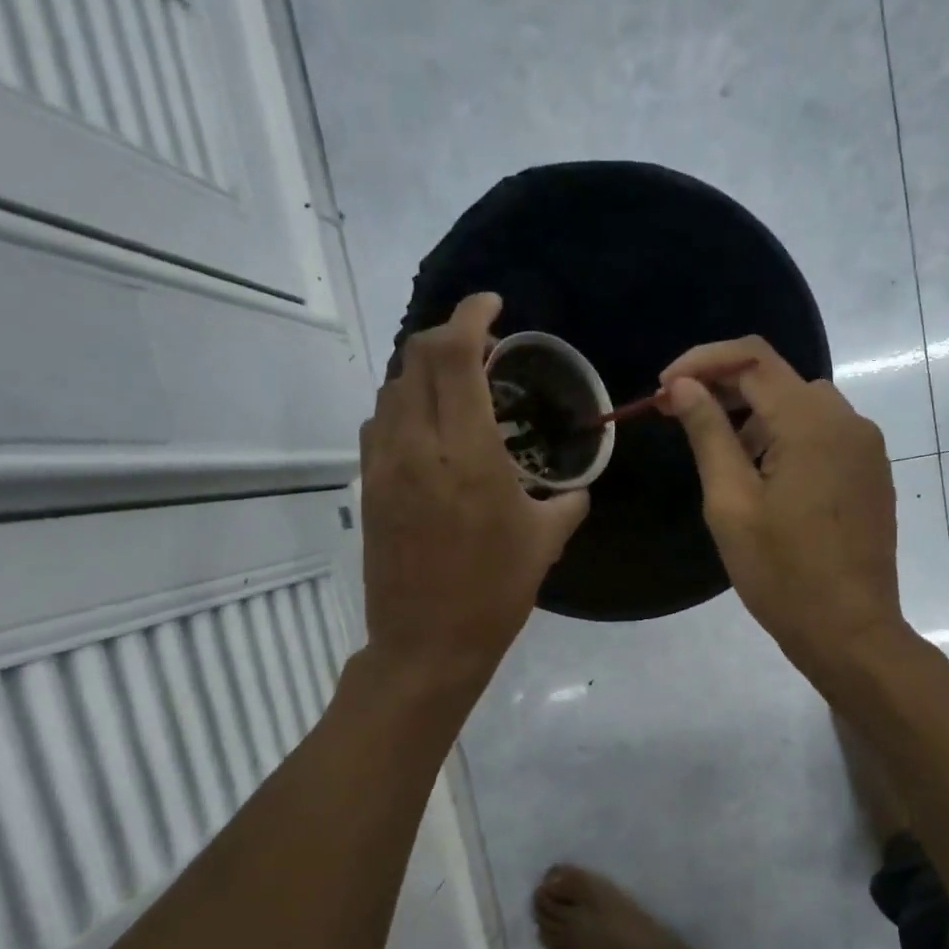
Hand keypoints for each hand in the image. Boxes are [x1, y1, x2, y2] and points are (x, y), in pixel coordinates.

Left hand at [358, 294, 588, 696]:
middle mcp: (416, 444)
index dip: (470, 315)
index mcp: (466, 452)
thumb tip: (578, 487)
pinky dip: (406, 404)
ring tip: (459, 384)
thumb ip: (568, 502)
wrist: (427, 642)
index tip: (494, 306)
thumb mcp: (545, 542)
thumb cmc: (494, 592)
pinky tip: (431, 426)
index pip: (453, 354)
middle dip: (449, 334)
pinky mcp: (370, 486)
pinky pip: (381, 421)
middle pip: (416, 356)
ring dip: (424, 370)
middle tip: (483, 344)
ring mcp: (384, 464)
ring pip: (393, 387)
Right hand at [659, 337, 909, 679]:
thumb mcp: (731, 503)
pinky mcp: (871, 473)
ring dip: (757, 417)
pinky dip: (788, 438)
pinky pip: (824, 435)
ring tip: (725, 461)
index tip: (663, 389)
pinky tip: (768, 480)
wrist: (850, 631)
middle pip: (779, 378)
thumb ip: (708, 434)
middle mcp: (848, 421)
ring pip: (802, 406)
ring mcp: (866, 448)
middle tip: (680, 419)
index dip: (702, 362)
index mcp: (811, 423)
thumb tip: (684, 386)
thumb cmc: (782, 574)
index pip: (752, 358)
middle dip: (725, 389)